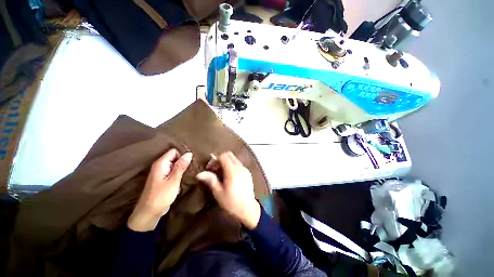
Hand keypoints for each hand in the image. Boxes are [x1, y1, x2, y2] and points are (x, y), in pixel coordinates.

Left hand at [128, 149, 192, 231]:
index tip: (191, 161)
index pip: (174, 151)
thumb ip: (181, 166)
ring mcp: (161, 172)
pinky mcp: (163, 179)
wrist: (149, 213)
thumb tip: (189, 153)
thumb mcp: (173, 181)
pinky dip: (179, 172)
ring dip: (182, 167)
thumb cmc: (161, 196)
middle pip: (175, 157)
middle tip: (193, 166)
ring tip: (191, 171)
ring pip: (175, 164)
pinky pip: (173, 171)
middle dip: (184, 160)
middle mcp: (160, 166)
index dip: (183, 154)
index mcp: (161, 164)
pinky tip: (185, 176)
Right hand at [196, 152, 260, 229]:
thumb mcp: (218, 193)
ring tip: (221, 174)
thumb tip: (199, 174)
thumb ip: (210, 180)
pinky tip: (229, 176)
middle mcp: (240, 167)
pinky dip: (232, 165)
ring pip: (234, 159)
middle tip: (215, 170)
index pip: (223, 156)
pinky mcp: (248, 172)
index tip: (210, 169)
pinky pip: (238, 164)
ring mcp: (245, 169)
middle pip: (229, 155)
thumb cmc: (231, 203)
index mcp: (232, 171)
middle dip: (220, 159)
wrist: (248, 210)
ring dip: (226, 162)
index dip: (215, 160)